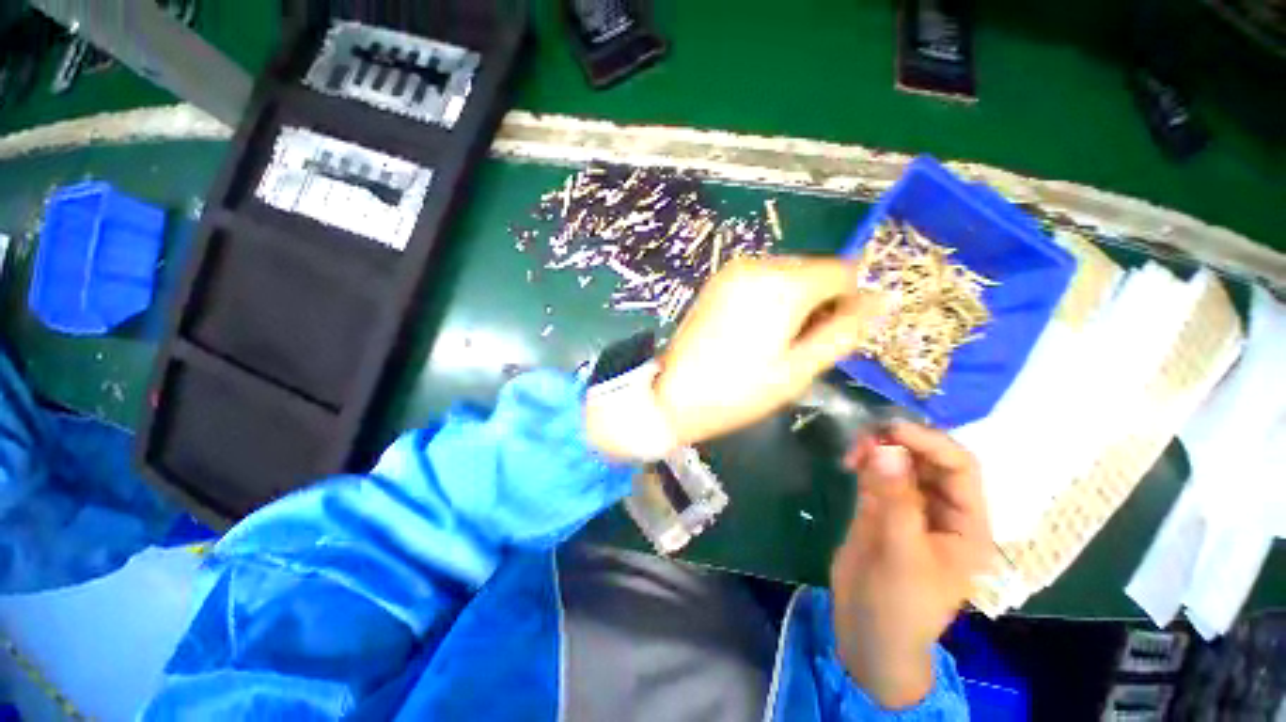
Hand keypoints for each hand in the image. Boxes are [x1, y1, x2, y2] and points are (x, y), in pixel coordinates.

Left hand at [653, 257, 876, 445]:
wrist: (673, 395)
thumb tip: (883, 301)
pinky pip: (760, 281)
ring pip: (787, 275)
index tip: (843, 330)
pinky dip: (771, 299)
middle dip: (822, 301)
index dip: (854, 299)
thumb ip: (844, 330)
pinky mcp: (716, 282)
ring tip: (780, 341)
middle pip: (814, 271)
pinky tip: (758, 330)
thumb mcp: (799, 368)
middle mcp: (758, 265)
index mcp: (784, 283)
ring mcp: (732, 271)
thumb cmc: (739, 390)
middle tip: (807, 343)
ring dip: (796, 301)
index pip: (844, 272)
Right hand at [830, 421, 992, 709]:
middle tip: (864, 437)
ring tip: (852, 451)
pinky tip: (849, 461)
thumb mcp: (902, 553)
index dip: (930, 442)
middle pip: (928, 459)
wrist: (867, 633)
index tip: (891, 429)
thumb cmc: (899, 605)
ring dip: (878, 449)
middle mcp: (942, 510)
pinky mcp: (880, 508)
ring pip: (900, 463)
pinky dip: (864, 461)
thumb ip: (895, 499)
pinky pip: (876, 474)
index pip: (960, 468)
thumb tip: (886, 448)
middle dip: (900, 442)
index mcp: (966, 524)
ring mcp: (909, 508)